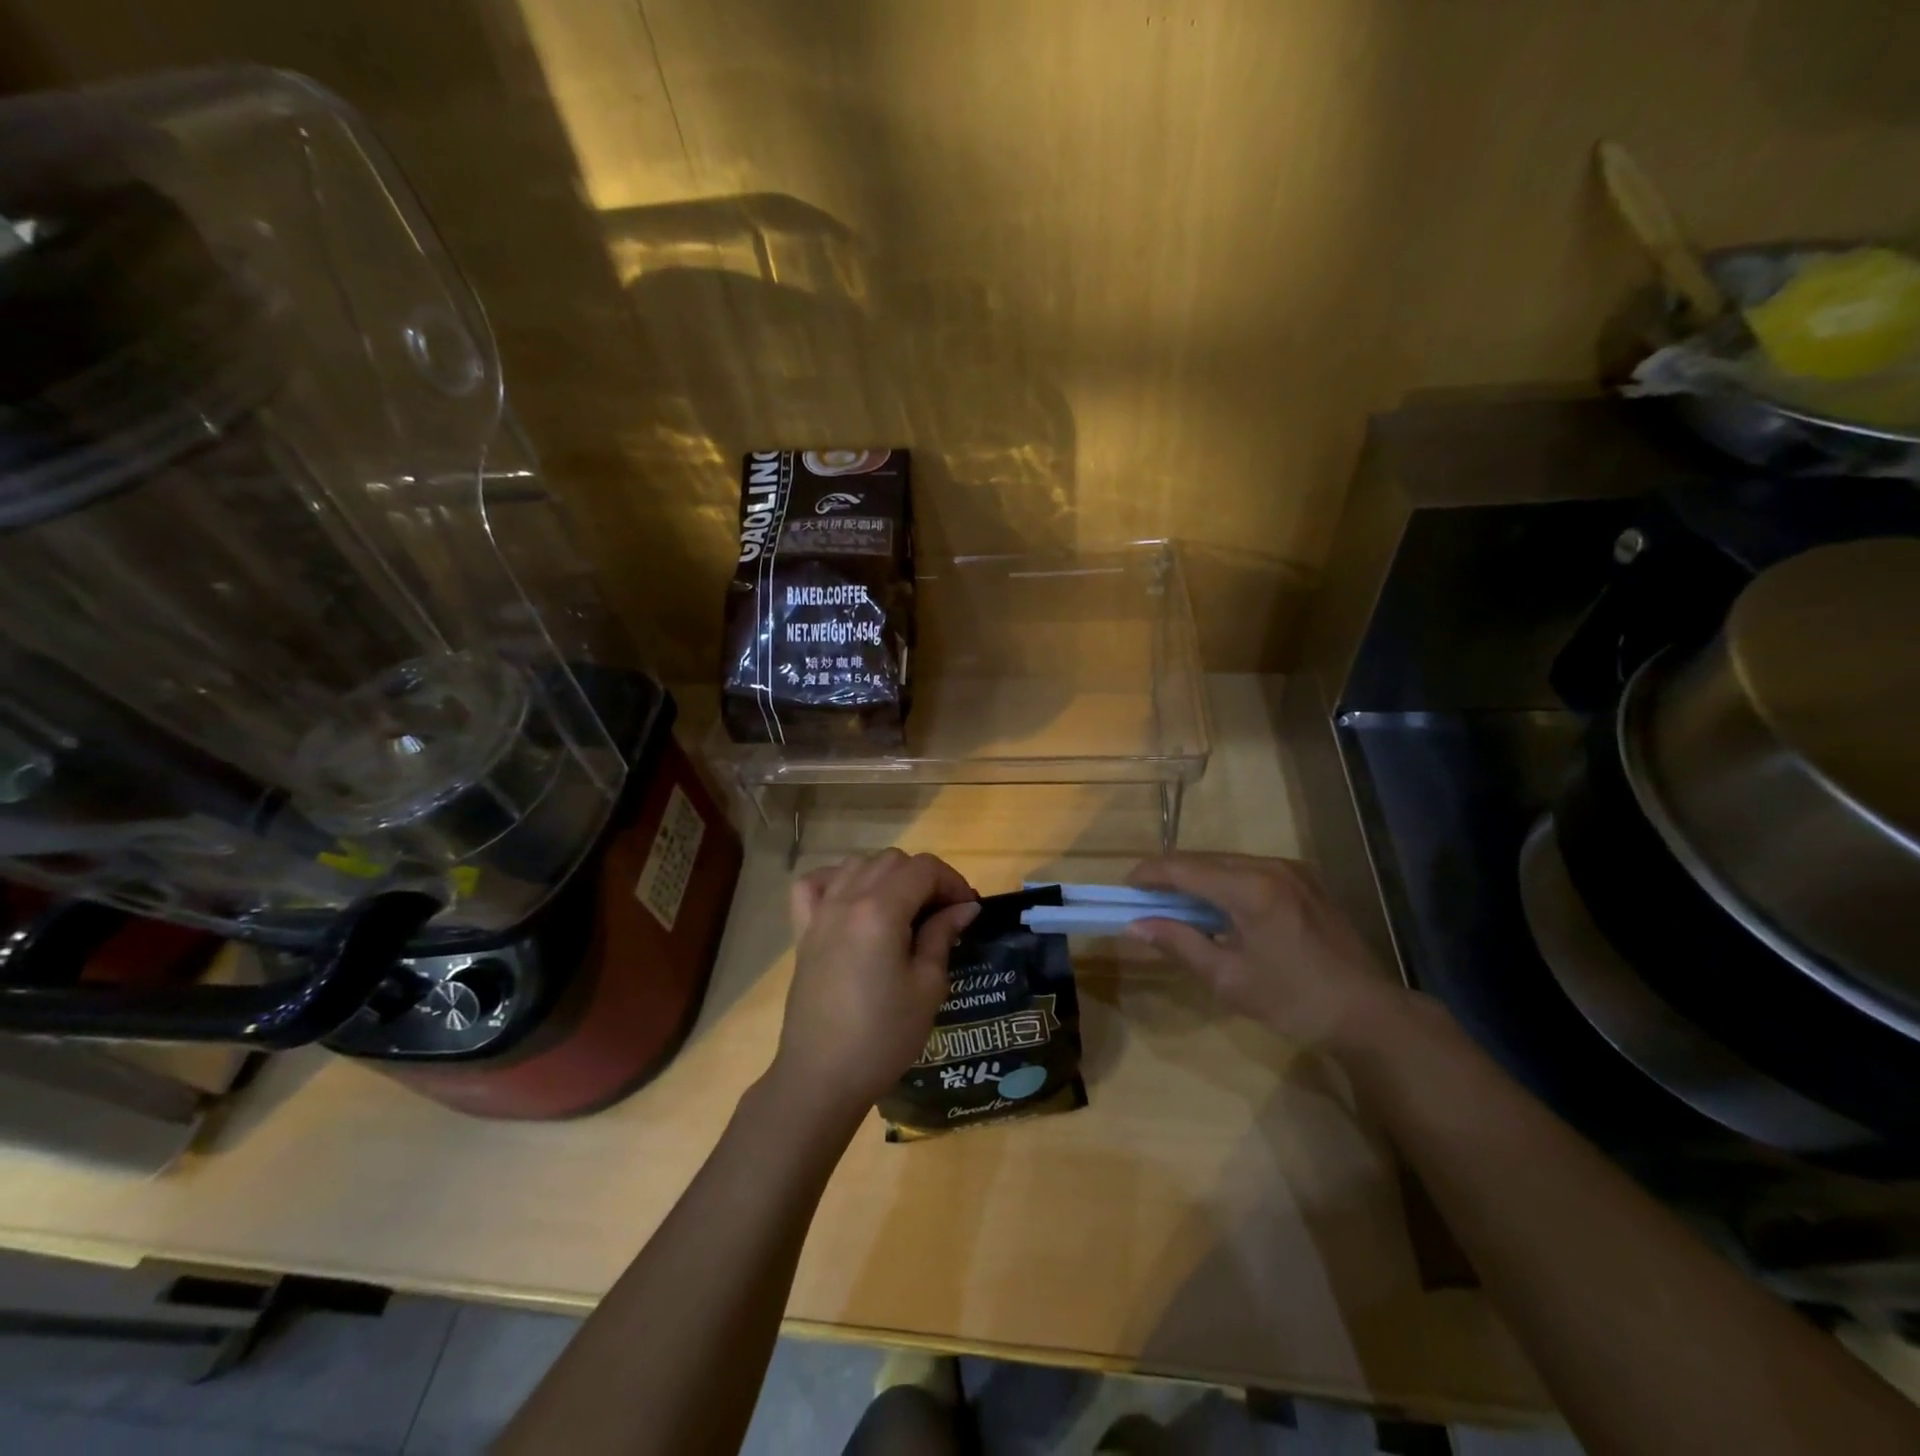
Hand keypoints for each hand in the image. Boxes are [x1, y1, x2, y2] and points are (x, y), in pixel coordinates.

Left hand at [769, 850, 979, 1124]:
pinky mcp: (803, 930)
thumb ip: (942, 934)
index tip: (967, 910)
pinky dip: (838, 880)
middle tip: (942, 914)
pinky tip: (853, 902)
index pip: (924, 868)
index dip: (952, 882)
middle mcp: (847, 899)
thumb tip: (964, 907)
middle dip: (924, 877)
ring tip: (904, 909)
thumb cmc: (883, 1036)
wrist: (821, 1076)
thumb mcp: (927, 986)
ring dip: (887, 876)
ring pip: (857, 864)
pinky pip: (816, 884)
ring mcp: (820, 912)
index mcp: (880, 910)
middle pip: (892, 860)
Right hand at [1127, 853, 1403, 1049]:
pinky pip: (1249, 868)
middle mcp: (1269, 866)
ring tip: (1174, 904)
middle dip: (1169, 874)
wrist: (1369, 1013)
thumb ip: (1179, 944)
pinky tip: (1215, 905)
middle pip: (1203, 859)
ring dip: (1196, 876)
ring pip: (1226, 861)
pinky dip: (1223, 880)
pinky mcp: (1304, 879)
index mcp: (1250, 889)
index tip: (1123, 888)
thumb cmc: (1294, 1001)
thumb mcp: (1228, 979)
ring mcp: (1291, 869)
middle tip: (1143, 899)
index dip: (1149, 874)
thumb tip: (1134, 925)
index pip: (1183, 868)